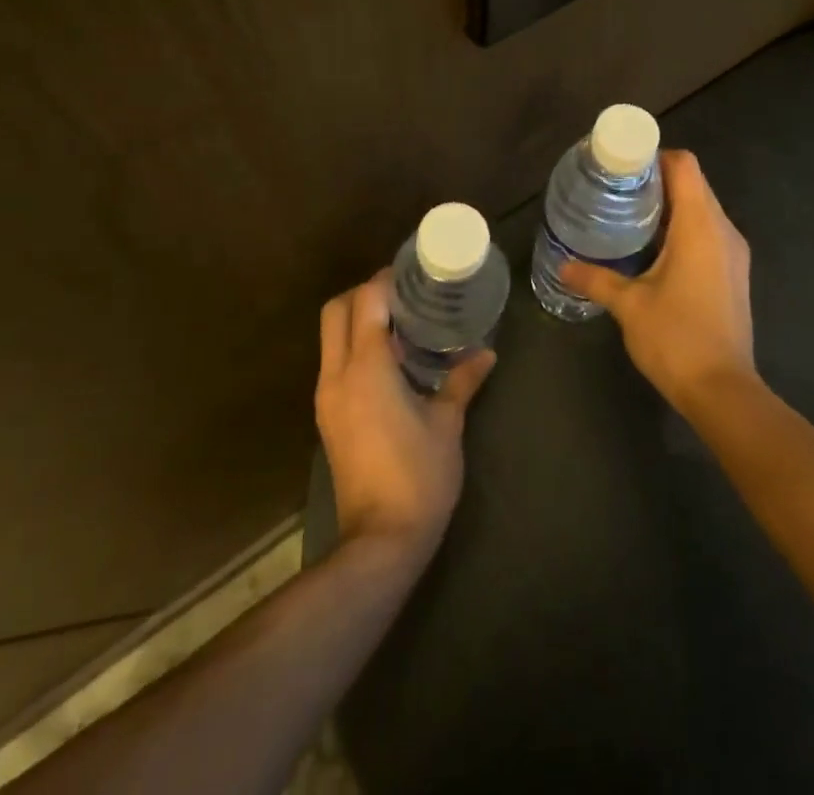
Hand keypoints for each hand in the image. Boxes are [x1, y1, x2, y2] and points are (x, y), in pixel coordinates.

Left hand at [316, 270, 495, 562]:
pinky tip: (390, 361)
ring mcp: (327, 398)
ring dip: (358, 320)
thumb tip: (485, 353)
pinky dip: (355, 347)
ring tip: (401, 323)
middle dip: (364, 293)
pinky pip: (334, 363)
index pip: (366, 301)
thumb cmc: (419, 475)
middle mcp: (338, 375)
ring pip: (330, 337)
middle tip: (403, 295)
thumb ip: (463, 381)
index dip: (386, 280)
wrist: (380, 540)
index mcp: (367, 367)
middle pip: (335, 311)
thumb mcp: (447, 423)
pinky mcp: (327, 418)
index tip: (413, 273)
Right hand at [561, 150, 756, 416]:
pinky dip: (682, 228)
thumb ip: (596, 278)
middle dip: (656, 181)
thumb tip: (563, 265)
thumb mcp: (629, 305)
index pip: (684, 166)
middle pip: (693, 184)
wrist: (723, 391)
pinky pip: (707, 233)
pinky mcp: (733, 273)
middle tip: (615, 190)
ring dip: (669, 206)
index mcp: (700, 226)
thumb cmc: (676, 338)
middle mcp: (723, 230)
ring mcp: (733, 253)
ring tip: (628, 215)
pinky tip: (652, 249)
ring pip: (701, 209)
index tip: (621, 166)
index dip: (654, 157)